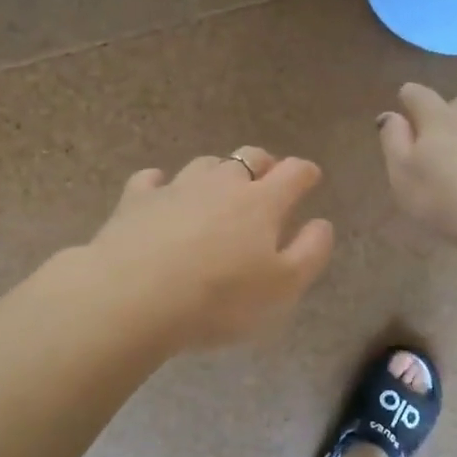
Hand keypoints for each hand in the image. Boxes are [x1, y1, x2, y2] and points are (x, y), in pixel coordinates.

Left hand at [87, 148, 334, 350]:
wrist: (134, 297)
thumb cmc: (219, 298)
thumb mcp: (282, 287)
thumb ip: (310, 252)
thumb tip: (321, 223)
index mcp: (262, 202)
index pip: (293, 174)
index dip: (305, 173)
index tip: (310, 177)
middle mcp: (221, 184)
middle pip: (248, 158)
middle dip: (263, 164)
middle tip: (266, 177)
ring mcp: (175, 187)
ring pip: (204, 165)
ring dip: (216, 172)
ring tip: (217, 189)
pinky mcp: (135, 200)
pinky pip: (151, 180)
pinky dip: (161, 184)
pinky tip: (159, 192)